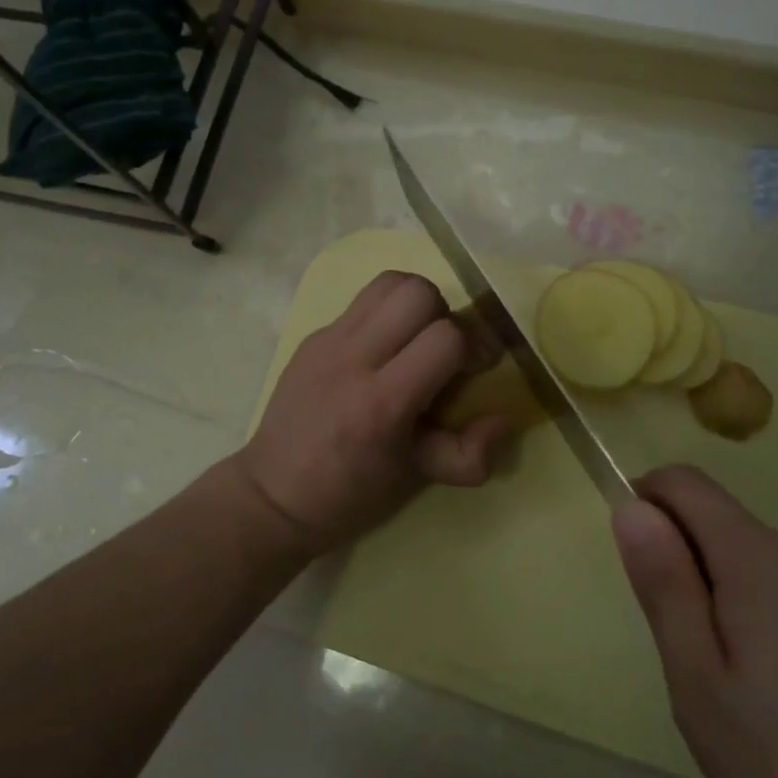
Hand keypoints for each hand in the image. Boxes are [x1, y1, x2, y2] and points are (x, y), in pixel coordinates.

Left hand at [234, 271, 508, 553]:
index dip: (473, 347)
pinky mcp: (312, 335)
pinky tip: (382, 350)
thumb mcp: (415, 480)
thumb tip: (504, 418)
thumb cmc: (349, 495)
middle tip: (442, 351)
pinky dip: (384, 313)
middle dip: (444, 316)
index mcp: (381, 403)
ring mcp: (327, 341)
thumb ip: (469, 454)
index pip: (444, 338)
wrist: (272, 494)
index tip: (476, 369)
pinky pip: (361, 302)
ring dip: (414, 303)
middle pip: (417, 292)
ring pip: (388, 283)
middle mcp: (352, 359)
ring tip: (415, 340)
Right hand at [614, 466, 777, 777]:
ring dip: (719, 609)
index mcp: (757, 555)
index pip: (681, 481)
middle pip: (714, 525)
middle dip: (682, 574)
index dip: (643, 506)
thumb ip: (664, 587)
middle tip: (692, 666)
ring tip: (739, 701)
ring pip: (746, 568)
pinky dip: (759, 630)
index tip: (642, 581)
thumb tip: (630, 506)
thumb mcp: (704, 687)